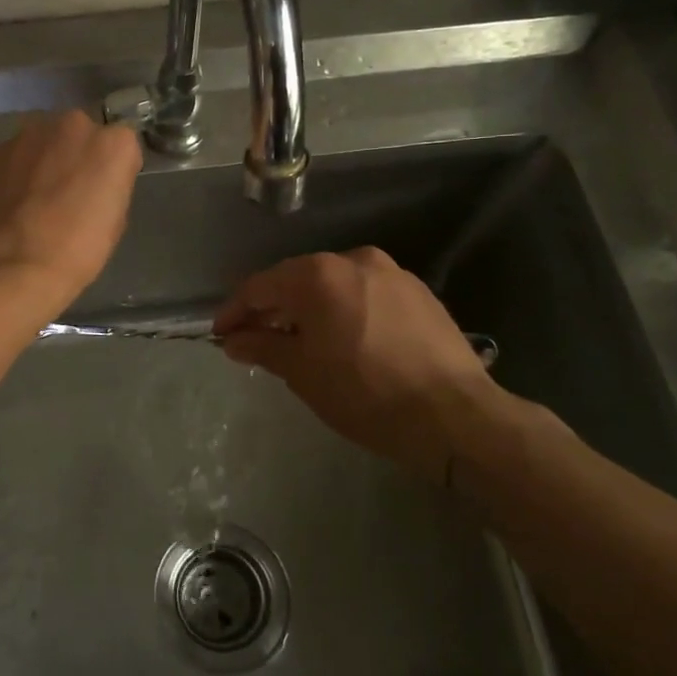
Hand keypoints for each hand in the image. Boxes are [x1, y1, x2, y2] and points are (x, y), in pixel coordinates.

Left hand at [0, 110, 142, 315]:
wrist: (15, 261)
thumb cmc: (78, 249)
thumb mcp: (115, 220)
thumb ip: (109, 186)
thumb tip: (94, 183)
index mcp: (114, 144)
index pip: (121, 147)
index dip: (112, 170)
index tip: (103, 192)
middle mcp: (76, 125)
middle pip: (82, 134)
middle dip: (77, 155)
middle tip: (69, 190)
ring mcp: (34, 132)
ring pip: (48, 140)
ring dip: (47, 158)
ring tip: (37, 195)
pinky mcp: (1, 147)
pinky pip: (20, 153)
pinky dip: (20, 168)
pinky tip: (15, 198)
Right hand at [213, 247, 506, 482]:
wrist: (454, 415)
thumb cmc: (365, 393)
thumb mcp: (303, 373)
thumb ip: (262, 347)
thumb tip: (234, 340)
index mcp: (319, 275)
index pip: (261, 286)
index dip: (235, 311)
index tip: (221, 335)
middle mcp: (354, 260)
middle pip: (297, 280)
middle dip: (272, 309)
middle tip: (255, 340)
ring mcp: (391, 272)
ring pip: (334, 285)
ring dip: (310, 309)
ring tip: (299, 342)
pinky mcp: (418, 291)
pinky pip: (365, 294)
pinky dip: (344, 310)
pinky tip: (344, 339)